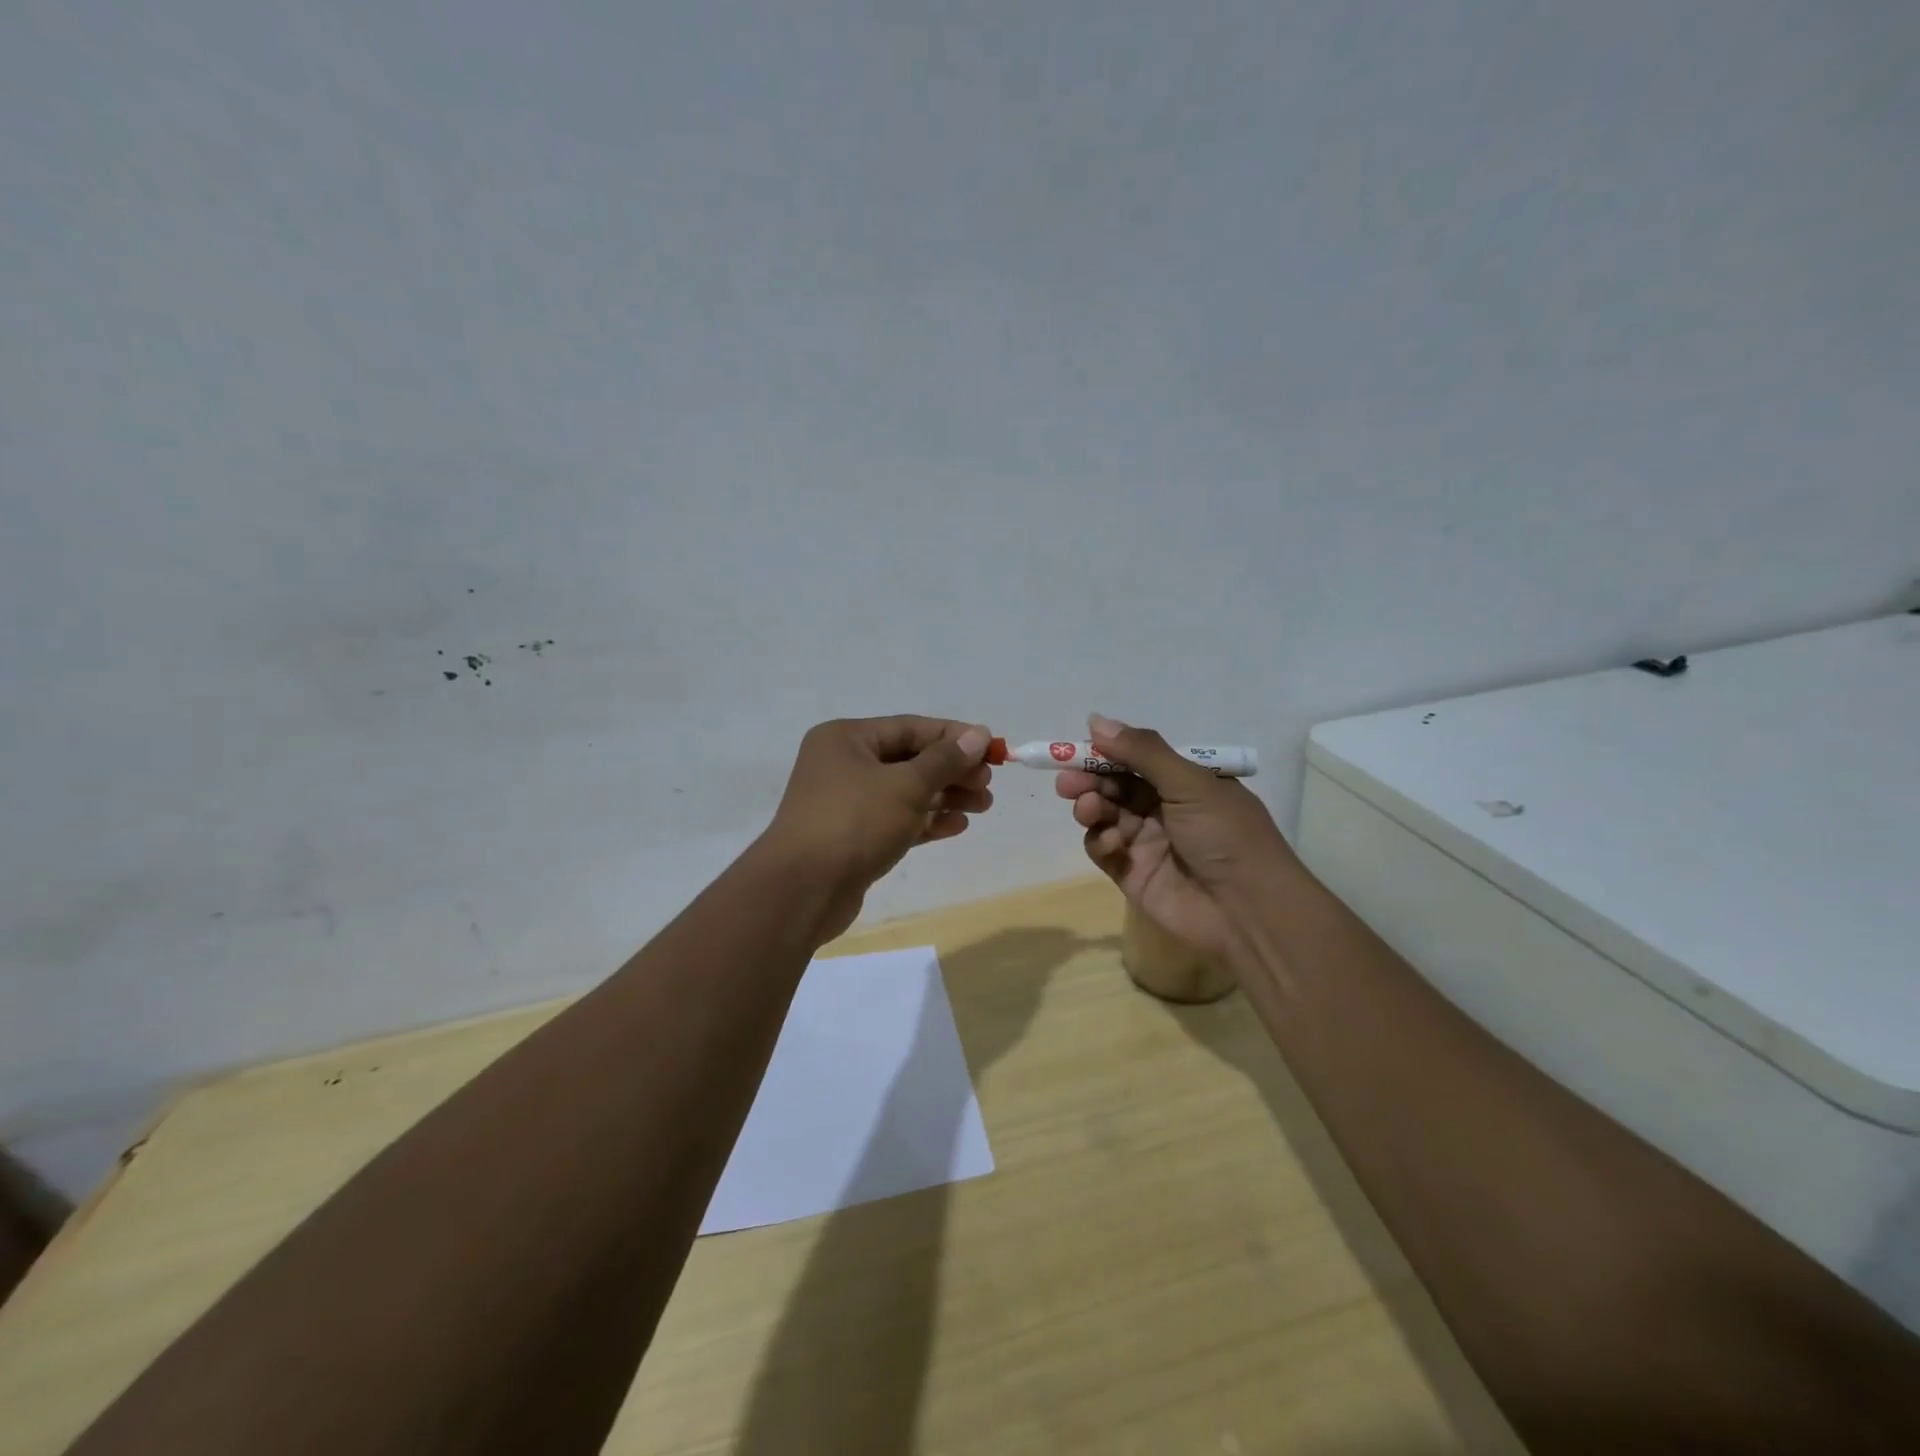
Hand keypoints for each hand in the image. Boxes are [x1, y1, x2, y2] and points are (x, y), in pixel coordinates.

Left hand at [763, 716, 994, 938]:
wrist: (802, 891)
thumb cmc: (854, 823)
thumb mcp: (906, 785)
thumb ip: (945, 760)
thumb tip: (979, 734)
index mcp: (847, 739)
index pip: (911, 727)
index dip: (954, 737)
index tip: (992, 749)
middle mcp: (843, 764)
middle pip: (909, 759)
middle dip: (952, 771)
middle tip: (988, 784)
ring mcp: (846, 803)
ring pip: (905, 791)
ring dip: (945, 797)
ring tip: (983, 806)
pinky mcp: (853, 837)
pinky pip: (896, 820)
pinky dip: (926, 821)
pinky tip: (958, 826)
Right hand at [1054, 714, 1293, 957]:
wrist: (1247, 911)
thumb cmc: (1227, 836)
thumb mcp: (1190, 783)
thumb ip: (1142, 752)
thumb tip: (1095, 720)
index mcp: (1187, 782)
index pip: (1137, 759)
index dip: (1106, 752)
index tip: (1075, 750)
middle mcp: (1165, 808)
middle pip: (1115, 786)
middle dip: (1090, 780)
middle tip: (1067, 782)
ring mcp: (1147, 841)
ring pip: (1106, 815)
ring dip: (1092, 807)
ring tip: (1088, 808)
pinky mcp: (1132, 873)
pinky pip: (1104, 849)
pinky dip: (1102, 841)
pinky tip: (1113, 842)